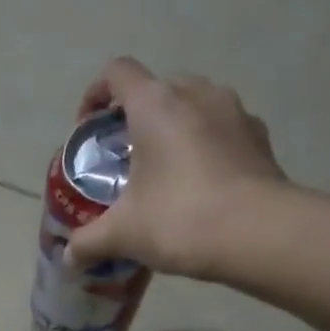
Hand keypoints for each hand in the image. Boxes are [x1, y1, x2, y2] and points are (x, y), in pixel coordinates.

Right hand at [65, 57, 293, 280]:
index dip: (95, 94)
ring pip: (194, 105)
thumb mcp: (123, 234)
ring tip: (164, 172)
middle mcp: (197, 94)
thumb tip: (69, 257)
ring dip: (174, 129)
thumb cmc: (180, 219)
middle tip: (125, 156)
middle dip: (136, 116)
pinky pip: (222, 129)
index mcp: (156, 104)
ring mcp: (235, 111)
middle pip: (157, 88)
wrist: (260, 234)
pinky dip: (205, 147)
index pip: (117, 73)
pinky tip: (200, 186)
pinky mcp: (259, 137)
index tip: (88, 128)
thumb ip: (89, 241)